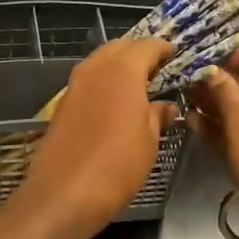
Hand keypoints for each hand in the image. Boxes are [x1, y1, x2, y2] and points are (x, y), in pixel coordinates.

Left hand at [8, 38, 177, 238]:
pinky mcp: (61, 105)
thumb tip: (165, 106)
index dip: (163, 49)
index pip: (147, 45)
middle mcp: (95, 69)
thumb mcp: (148, 141)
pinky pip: (88, 83)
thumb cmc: (117, 165)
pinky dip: (103, 84)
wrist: (63, 193)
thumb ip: (157, 116)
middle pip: (119, 47)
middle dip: (139, 53)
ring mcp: (74, 86)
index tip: (176, 55)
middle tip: (158, 69)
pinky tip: (114, 104)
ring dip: (118, 67)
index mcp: (122, 70)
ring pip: (100, 63)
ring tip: (138, 86)